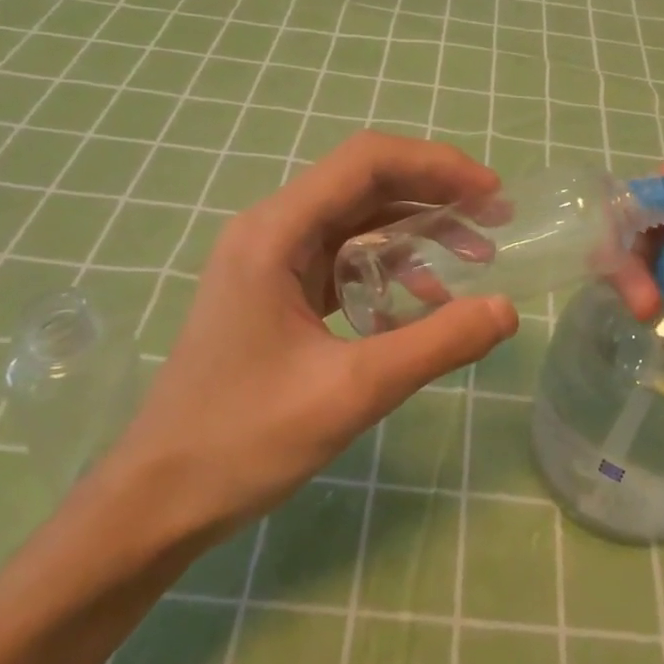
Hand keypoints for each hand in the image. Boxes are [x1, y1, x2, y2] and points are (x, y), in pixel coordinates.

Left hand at [100, 131, 518, 555]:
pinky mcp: (275, 293)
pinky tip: (422, 306)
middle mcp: (270, 231)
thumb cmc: (242, 440)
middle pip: (365, 185)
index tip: (492, 193)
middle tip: (496, 222)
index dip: (437, 165)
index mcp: (275, 233)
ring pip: (357, 222)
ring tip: (475, 260)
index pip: (366, 162)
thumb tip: (507, 309)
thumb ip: (436, 344)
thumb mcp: (352, 391)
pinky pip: (343, 260)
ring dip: (417, 234)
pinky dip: (389, 270)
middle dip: (435, 196)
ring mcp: (269, 262)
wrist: (155, 501)